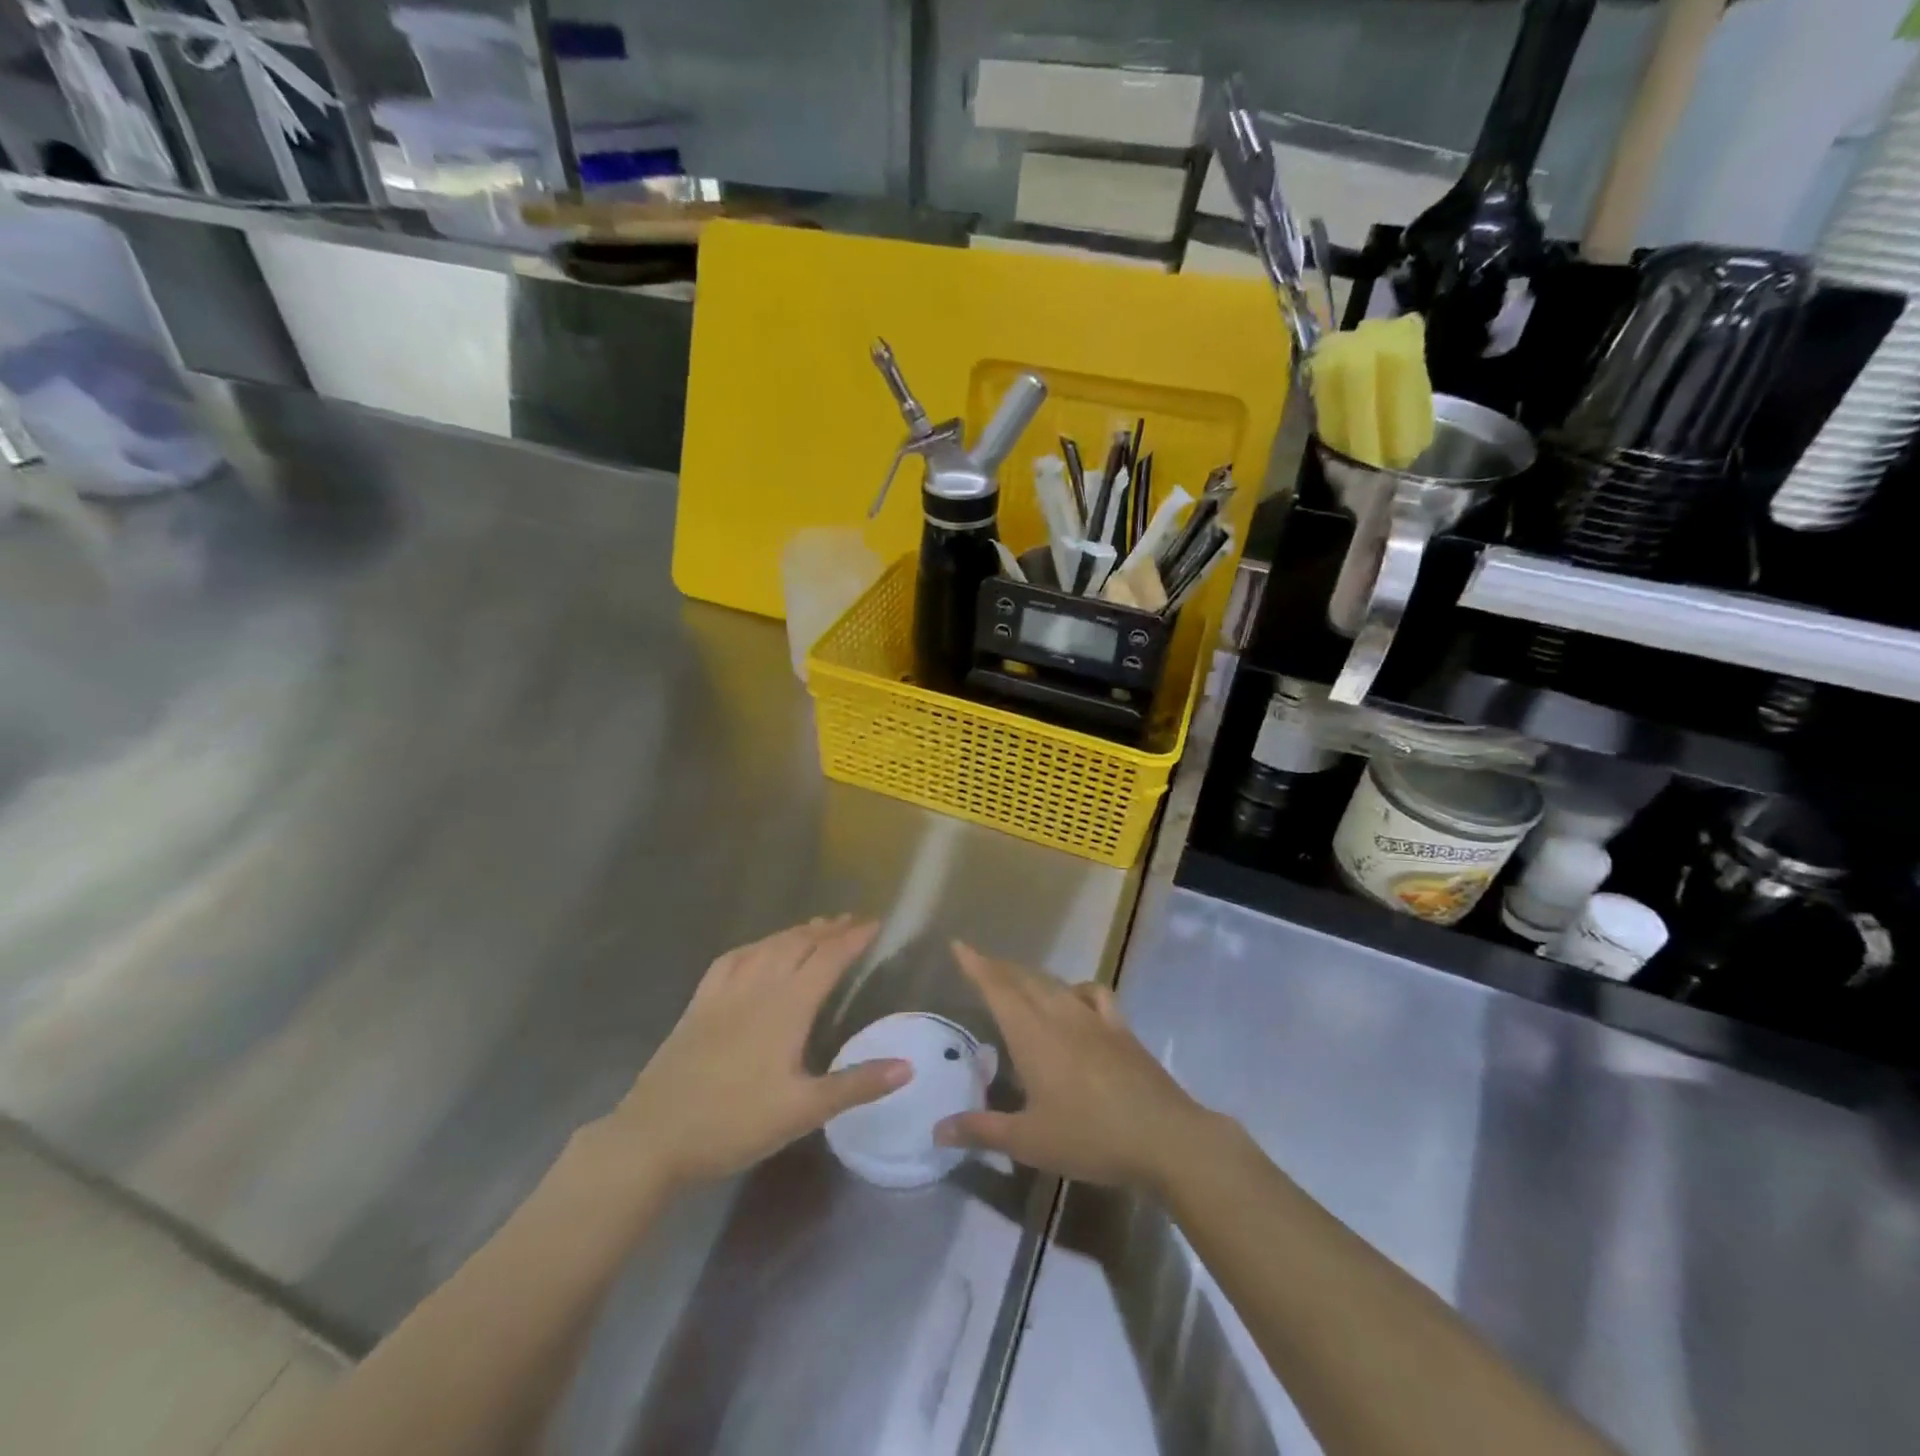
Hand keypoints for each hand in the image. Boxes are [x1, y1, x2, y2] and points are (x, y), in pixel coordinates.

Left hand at [599, 916, 910, 1189]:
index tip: (876, 922)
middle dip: (828, 929)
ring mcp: (724, 993)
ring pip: (766, 947)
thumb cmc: (734, 1123)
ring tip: (815, 927)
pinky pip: (731, 960)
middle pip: (798, 944)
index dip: (854, 938)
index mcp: (787, 1006)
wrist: (654, 1136)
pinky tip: (756, 950)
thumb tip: (908, 1066)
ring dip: (795, 932)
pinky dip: (754, 946)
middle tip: (852, 920)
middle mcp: (758, 987)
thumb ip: (856, 1085)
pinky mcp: (699, 1004)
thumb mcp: (803, 1110)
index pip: (828, 959)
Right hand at [934, 943, 1221, 1190]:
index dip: (976, 965)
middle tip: (979, 965)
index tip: (959, 945)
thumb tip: (937, 1129)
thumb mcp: (1029, 1142)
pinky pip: (1094, 994)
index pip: (998, 988)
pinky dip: (1077, 988)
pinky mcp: (1120, 1028)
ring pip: (1055, 984)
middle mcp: (1060, 1015)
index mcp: (1032, 1034)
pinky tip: (1075, 999)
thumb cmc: (1089, 1137)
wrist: (1164, 1137)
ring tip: (1018, 982)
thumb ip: (981, 1130)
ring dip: (1031, 978)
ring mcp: (1094, 1018)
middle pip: (1024, 980)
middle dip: (999, 969)